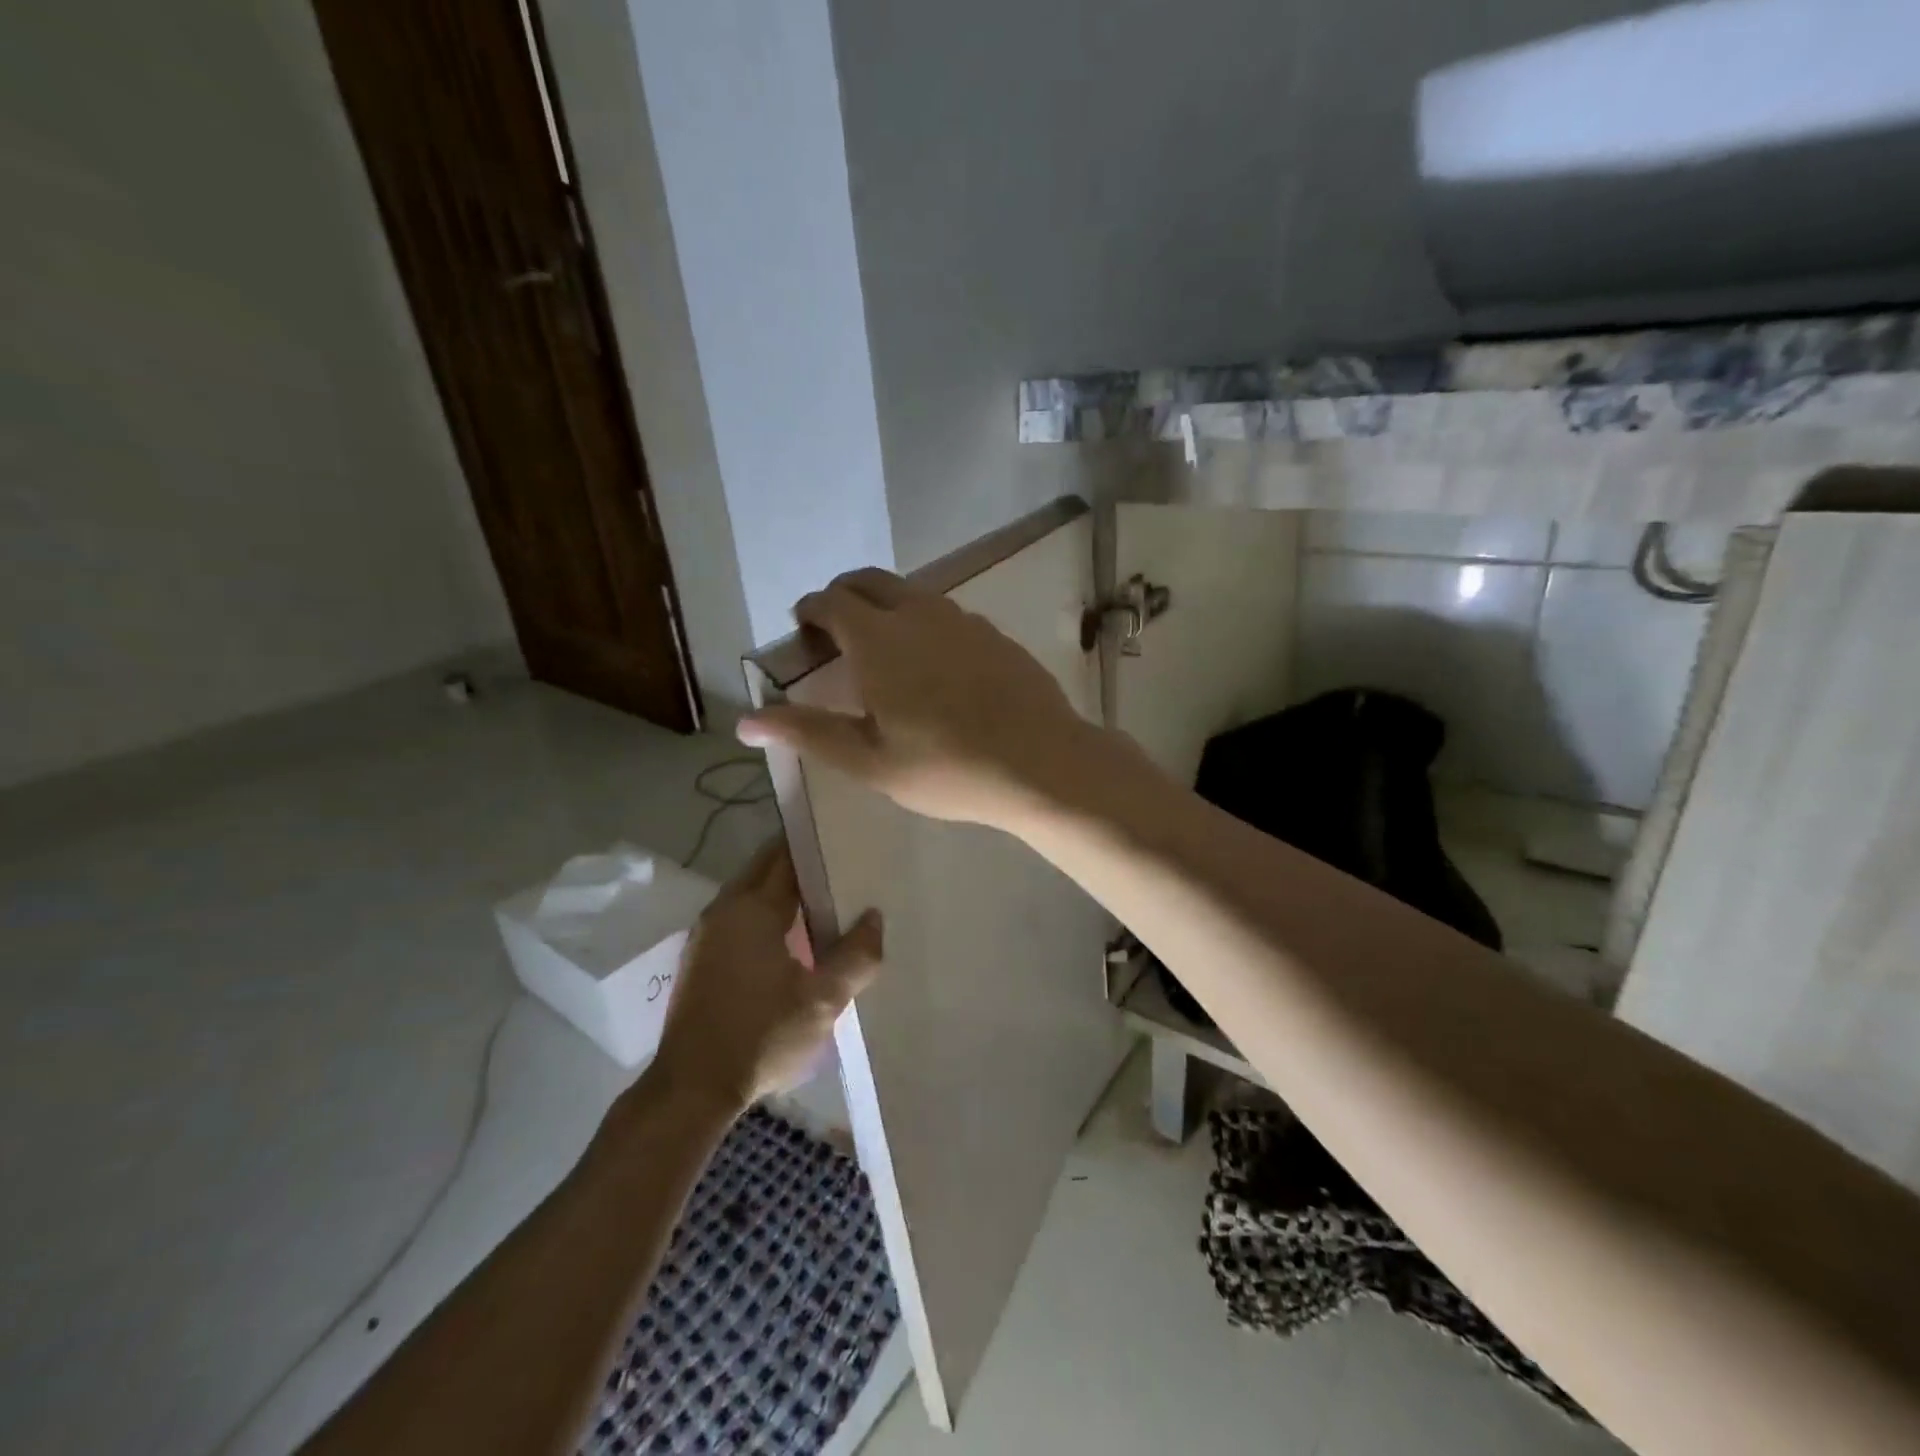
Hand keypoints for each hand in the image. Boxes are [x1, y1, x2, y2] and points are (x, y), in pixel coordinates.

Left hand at [652, 840, 881, 1108]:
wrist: (693, 1087)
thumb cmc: (761, 1035)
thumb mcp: (823, 1000)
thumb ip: (856, 955)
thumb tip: (873, 917)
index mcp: (753, 908)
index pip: (786, 855)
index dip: (815, 843)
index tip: (844, 835)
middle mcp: (725, 908)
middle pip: (765, 866)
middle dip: (799, 859)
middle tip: (840, 861)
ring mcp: (707, 932)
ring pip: (750, 890)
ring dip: (781, 886)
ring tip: (823, 895)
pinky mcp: (701, 956)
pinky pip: (739, 913)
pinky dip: (765, 909)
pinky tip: (790, 933)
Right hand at [736, 568, 1099, 828]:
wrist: (1042, 763)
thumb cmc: (947, 767)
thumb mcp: (869, 761)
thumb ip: (807, 733)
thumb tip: (743, 723)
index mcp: (879, 638)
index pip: (830, 601)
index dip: (809, 611)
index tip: (803, 631)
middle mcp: (920, 614)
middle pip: (869, 581)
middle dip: (843, 597)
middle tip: (835, 634)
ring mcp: (964, 620)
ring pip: (912, 595)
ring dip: (886, 608)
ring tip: (883, 652)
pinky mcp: (995, 635)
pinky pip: (947, 615)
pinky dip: (924, 624)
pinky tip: (936, 668)